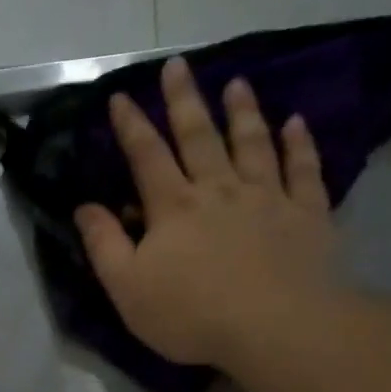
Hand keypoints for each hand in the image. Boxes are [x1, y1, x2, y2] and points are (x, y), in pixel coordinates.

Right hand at [74, 57, 338, 367]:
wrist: (274, 326)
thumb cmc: (190, 313)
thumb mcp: (127, 288)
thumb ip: (104, 245)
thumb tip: (84, 207)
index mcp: (174, 208)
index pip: (147, 157)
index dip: (131, 126)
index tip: (120, 97)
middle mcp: (220, 190)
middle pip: (199, 137)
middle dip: (184, 101)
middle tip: (178, 65)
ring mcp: (267, 197)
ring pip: (252, 143)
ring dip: (243, 111)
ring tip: (237, 83)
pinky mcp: (306, 214)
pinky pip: (303, 169)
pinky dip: (299, 144)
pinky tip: (296, 123)